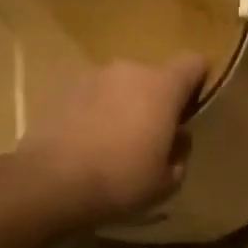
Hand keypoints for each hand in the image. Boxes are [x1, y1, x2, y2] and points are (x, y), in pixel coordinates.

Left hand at [0, 55, 208, 229]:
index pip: (194, 63)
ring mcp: (91, 76)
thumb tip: (178, 137)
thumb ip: (180, 153)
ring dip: (122, 105)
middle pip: (153, 77)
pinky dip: (92, 112)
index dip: (197, 82)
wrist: (50, 184)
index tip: (191, 110)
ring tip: (112, 142)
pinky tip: (84, 143)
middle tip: (149, 137)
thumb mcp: (167, 181)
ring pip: (119, 86)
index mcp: (163, 87)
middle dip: (155, 101)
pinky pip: (89, 97)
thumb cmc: (121, 181)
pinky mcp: (60, 89)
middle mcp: (129, 70)